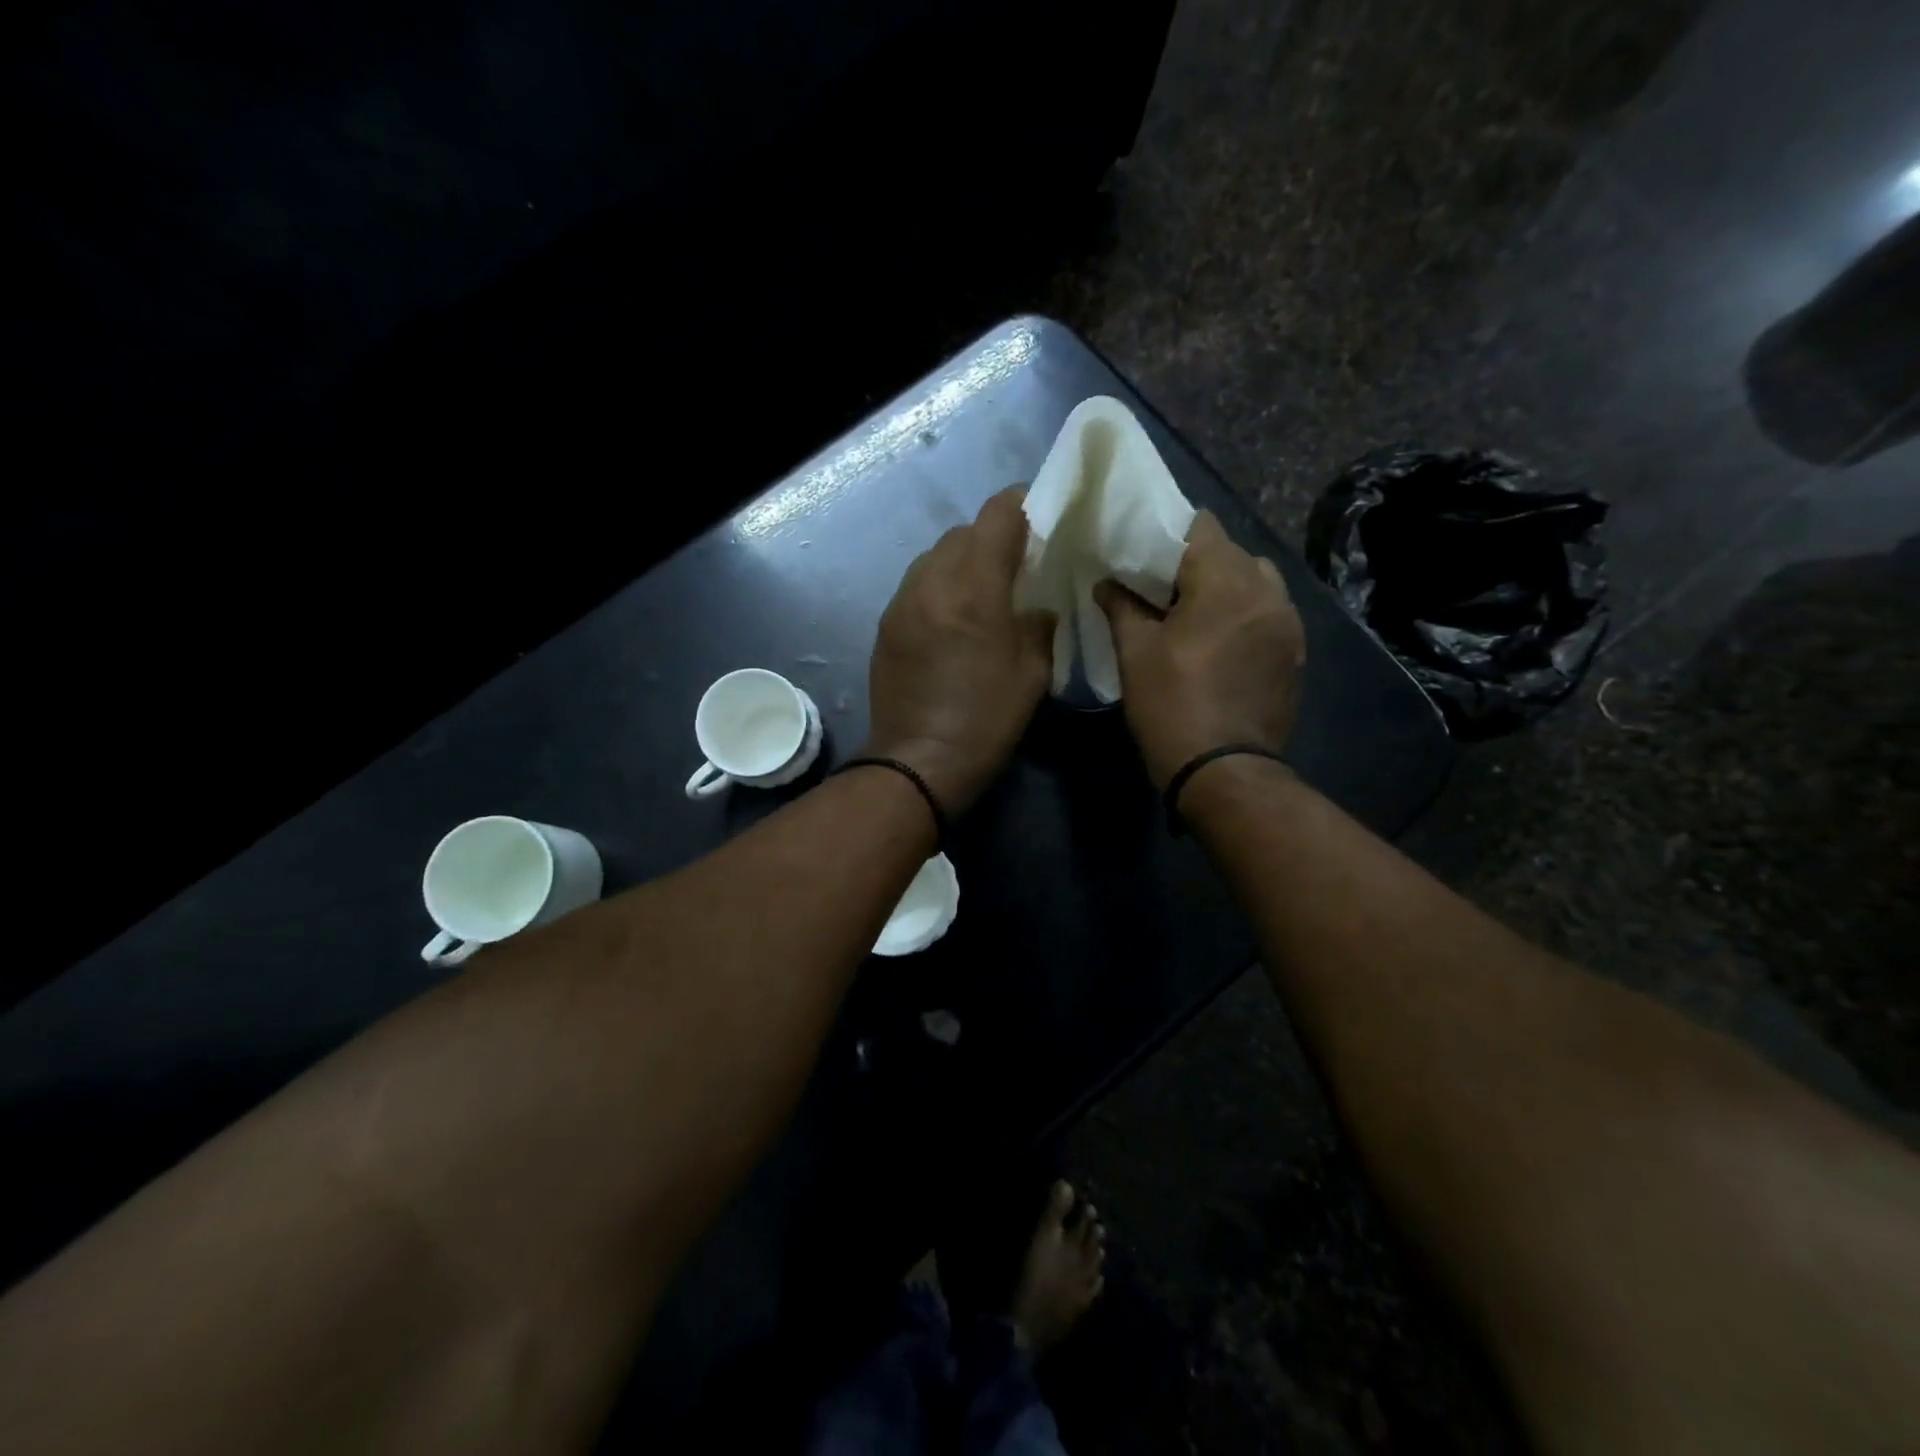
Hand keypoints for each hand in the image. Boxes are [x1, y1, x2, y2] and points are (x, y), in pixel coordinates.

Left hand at [864, 489, 1054, 812]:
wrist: (918, 761)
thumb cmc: (986, 719)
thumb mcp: (1033, 673)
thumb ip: (1038, 624)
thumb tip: (1035, 607)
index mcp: (975, 587)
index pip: (998, 514)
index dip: (1024, 505)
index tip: (1042, 518)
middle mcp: (932, 581)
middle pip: (964, 531)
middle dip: (993, 536)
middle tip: (1017, 563)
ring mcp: (902, 600)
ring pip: (936, 555)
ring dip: (963, 560)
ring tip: (983, 590)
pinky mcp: (886, 623)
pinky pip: (918, 584)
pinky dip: (940, 586)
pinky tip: (953, 617)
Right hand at [1095, 512, 1306, 788]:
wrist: (1224, 771)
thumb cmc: (1171, 705)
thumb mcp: (1135, 654)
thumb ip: (1122, 606)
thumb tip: (1107, 582)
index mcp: (1226, 582)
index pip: (1201, 527)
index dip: (1168, 533)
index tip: (1142, 553)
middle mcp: (1267, 591)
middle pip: (1231, 551)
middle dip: (1195, 562)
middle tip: (1161, 587)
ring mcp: (1288, 622)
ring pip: (1255, 580)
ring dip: (1225, 586)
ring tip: (1195, 614)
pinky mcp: (1296, 651)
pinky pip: (1269, 612)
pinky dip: (1244, 613)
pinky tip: (1220, 642)